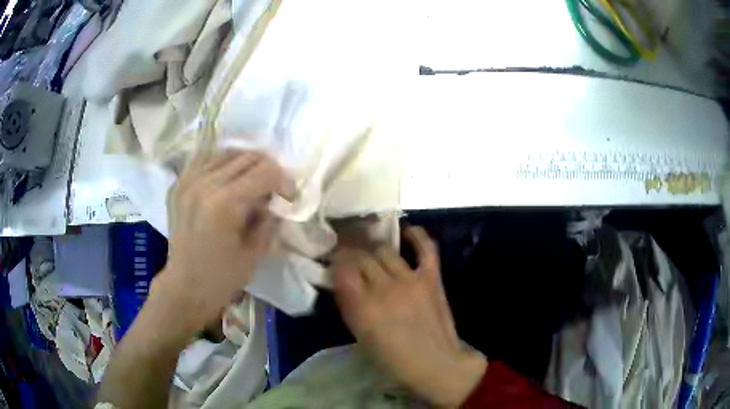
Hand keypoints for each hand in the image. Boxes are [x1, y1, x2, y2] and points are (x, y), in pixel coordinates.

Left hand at [154, 150, 288, 335]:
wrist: (184, 287)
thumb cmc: (221, 278)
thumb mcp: (254, 253)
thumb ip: (268, 220)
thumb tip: (275, 201)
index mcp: (225, 203)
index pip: (265, 172)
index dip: (284, 181)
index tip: (289, 197)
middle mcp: (205, 184)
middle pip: (247, 157)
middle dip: (268, 169)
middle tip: (274, 188)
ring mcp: (189, 181)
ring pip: (227, 153)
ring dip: (246, 163)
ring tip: (253, 180)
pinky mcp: (179, 185)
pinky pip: (204, 159)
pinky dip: (222, 163)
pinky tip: (228, 176)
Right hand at [333, 227, 486, 407]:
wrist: (435, 363)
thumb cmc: (393, 358)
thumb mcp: (361, 336)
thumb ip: (349, 305)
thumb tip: (341, 282)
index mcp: (363, 306)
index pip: (342, 269)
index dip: (336, 262)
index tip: (335, 263)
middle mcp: (384, 288)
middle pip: (361, 256)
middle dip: (352, 254)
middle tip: (351, 257)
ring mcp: (410, 280)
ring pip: (385, 250)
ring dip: (375, 250)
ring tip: (373, 253)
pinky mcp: (432, 278)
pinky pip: (425, 248)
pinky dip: (417, 236)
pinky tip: (407, 232)